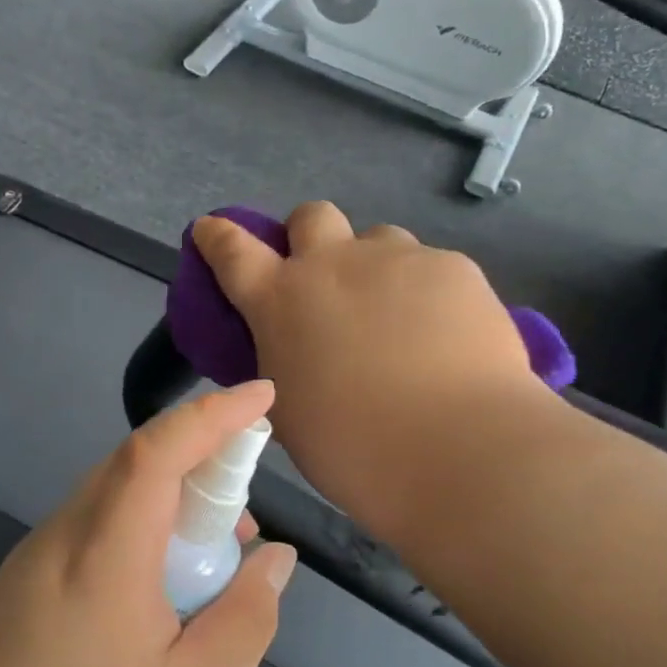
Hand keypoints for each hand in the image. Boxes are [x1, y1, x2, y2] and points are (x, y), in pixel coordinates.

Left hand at [0, 382, 296, 666]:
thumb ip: (243, 620)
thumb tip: (275, 556)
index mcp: (105, 555)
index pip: (159, 450)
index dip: (214, 414)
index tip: (263, 396)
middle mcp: (66, 532)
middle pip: (138, 461)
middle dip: (202, 461)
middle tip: (244, 520)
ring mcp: (38, 549)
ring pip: (117, 491)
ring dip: (172, 500)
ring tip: (210, 562)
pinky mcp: (27, 571)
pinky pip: (97, 521)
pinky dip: (141, 526)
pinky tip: (159, 588)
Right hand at [192, 203, 552, 540]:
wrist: (456, 450)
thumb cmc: (353, 449)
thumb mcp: (289, 409)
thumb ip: (284, 361)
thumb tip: (299, 348)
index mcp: (280, 301)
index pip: (232, 250)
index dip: (217, 236)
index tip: (210, 228)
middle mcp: (333, 264)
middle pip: (311, 216)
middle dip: (309, 235)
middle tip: (327, 278)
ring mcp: (396, 259)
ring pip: (378, 238)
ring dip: (375, 266)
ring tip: (398, 316)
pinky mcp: (453, 267)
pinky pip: (431, 267)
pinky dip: (429, 293)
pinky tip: (447, 336)